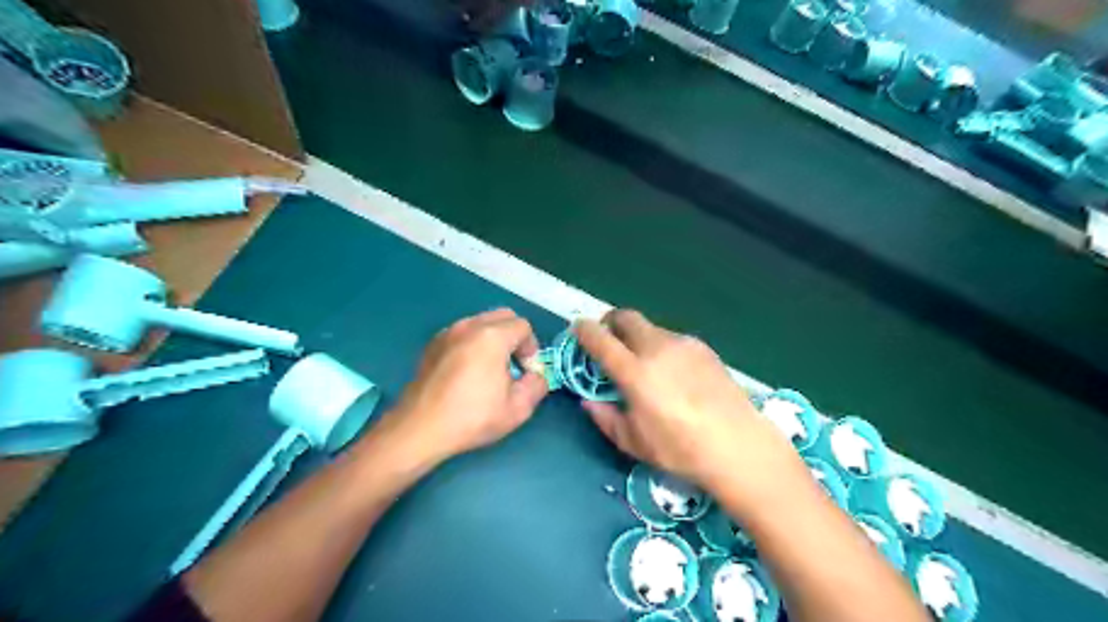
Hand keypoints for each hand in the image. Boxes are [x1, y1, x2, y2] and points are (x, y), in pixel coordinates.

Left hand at [386, 308, 549, 463]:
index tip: (525, 373)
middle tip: (513, 366)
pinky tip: (467, 372)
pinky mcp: (433, 344)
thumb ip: (537, 384)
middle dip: (514, 337)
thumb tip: (536, 375)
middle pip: (503, 316)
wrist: (420, 428)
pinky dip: (472, 343)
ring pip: (481, 323)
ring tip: (490, 369)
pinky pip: (462, 333)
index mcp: (491, 337)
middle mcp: (469, 326)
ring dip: (493, 339)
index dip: (531, 349)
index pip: (523, 327)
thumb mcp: (518, 408)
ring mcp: (447, 333)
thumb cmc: (471, 418)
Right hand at [576, 309, 802, 503]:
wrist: (738, 445)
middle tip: (609, 340)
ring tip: (644, 363)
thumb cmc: (680, 450)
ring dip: (638, 336)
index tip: (578, 330)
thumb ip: (605, 418)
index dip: (584, 330)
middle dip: (611, 322)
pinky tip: (673, 372)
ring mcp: (682, 344)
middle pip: (626, 317)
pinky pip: (672, 338)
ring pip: (650, 327)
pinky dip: (661, 346)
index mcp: (634, 372)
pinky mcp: (703, 347)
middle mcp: (656, 348)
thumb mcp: (633, 442)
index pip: (600, 339)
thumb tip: (588, 401)